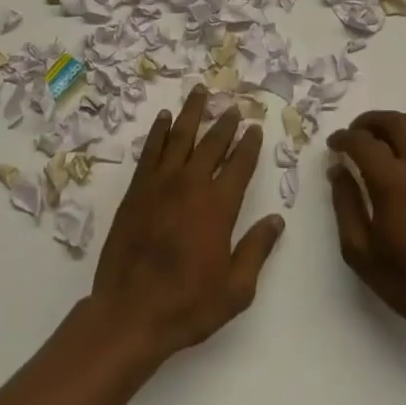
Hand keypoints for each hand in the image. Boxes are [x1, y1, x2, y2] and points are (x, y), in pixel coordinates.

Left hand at [89, 86, 283, 364]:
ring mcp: (159, 184)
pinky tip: (165, 118)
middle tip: (234, 107)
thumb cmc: (188, 305)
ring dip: (192, 113)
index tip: (255, 127)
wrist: (129, 313)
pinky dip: (159, 131)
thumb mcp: (236, 288)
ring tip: (200, 91)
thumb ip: (257, 249)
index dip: (249, 145)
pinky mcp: (136, 190)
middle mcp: (190, 186)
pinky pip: (150, 151)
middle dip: (225, 124)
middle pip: (212, 144)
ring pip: (179, 137)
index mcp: (218, 207)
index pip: (239, 165)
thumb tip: (276, 219)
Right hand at [328, 112, 405, 348]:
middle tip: (355, 136)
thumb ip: (345, 204)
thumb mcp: (361, 252)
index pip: (362, 141)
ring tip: (383, 140)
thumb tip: (338, 170)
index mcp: (392, 182)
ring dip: (396, 124)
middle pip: (392, 121)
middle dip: (367, 122)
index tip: (334, 146)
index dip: (343, 138)